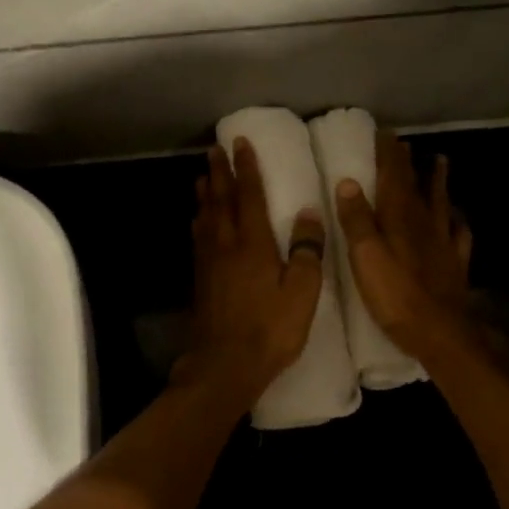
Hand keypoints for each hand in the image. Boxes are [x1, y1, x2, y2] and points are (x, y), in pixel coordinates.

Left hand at [179, 139, 326, 403]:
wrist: (224, 365)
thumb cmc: (270, 329)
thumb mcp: (302, 292)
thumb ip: (307, 250)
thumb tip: (309, 212)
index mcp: (253, 244)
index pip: (249, 196)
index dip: (246, 168)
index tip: (240, 143)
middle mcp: (226, 245)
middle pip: (221, 200)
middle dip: (220, 172)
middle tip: (214, 150)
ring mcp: (209, 262)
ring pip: (205, 217)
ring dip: (206, 193)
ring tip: (204, 177)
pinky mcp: (201, 280)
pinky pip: (199, 237)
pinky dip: (200, 220)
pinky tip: (200, 221)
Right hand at [334, 131, 475, 360]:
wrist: (441, 332)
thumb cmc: (395, 295)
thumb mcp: (365, 256)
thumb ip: (356, 220)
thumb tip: (348, 182)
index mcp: (399, 219)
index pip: (393, 178)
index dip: (388, 155)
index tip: (384, 133)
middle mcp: (423, 224)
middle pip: (415, 186)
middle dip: (408, 163)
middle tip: (405, 144)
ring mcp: (443, 243)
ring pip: (440, 203)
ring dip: (438, 181)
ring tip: (440, 162)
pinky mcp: (454, 264)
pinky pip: (458, 234)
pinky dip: (457, 221)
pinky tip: (457, 218)